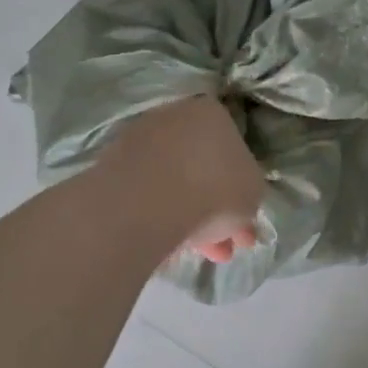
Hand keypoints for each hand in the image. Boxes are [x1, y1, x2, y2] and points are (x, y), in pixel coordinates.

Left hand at [102, 95, 264, 262]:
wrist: (147, 201)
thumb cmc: (215, 189)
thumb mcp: (254, 194)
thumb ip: (249, 195)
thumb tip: (238, 206)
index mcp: (212, 113)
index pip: (234, 150)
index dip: (242, 190)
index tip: (244, 220)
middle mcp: (174, 117)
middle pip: (203, 169)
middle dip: (217, 212)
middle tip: (224, 246)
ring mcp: (140, 140)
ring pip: (176, 184)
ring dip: (192, 219)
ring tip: (201, 255)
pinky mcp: (113, 166)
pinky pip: (148, 195)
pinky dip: (162, 216)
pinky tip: (172, 242)